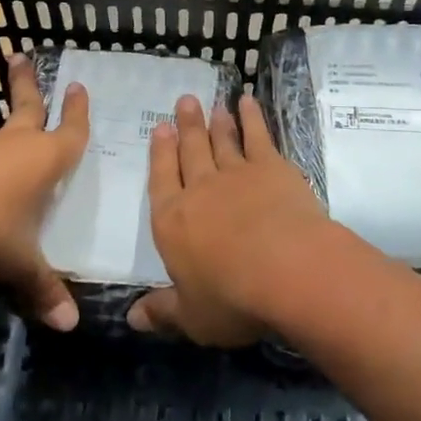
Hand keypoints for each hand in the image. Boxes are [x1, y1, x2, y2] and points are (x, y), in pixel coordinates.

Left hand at [0, 54, 88, 329]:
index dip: (77, 113)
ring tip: (17, 122)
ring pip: (2, 132)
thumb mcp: (19, 264)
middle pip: (26, 107)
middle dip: (27, 83)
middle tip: (18, 55)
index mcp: (42, 160)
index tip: (78, 87)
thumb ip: (43, 290)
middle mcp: (13, 148)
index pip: (69, 132)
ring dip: (10, 121)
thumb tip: (70, 325)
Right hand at [129, 91, 328, 344]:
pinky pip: (257, 136)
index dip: (160, 154)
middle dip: (185, 127)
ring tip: (211, 104)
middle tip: (184, 102)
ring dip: (216, 122)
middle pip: (190, 152)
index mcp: (172, 221)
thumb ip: (162, 312)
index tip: (160, 129)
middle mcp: (199, 190)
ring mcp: (236, 175)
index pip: (161, 180)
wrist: (289, 271)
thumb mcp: (191, 317)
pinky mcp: (271, 168)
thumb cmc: (233, 299)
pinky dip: (252, 117)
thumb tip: (131, 318)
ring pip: (221, 141)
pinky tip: (248, 102)